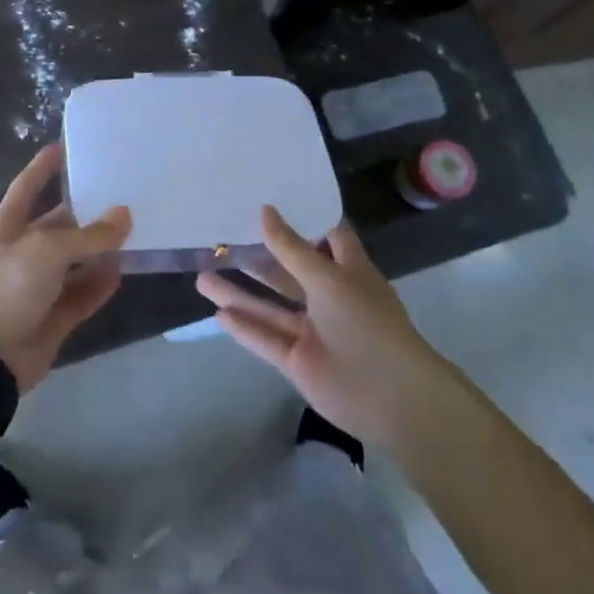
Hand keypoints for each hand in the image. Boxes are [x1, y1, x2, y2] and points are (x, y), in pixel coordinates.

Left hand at [0, 144, 131, 392]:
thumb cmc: (9, 288)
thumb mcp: (48, 250)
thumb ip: (89, 234)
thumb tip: (125, 214)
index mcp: (9, 228)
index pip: (26, 188)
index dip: (42, 168)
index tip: (63, 147)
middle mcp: (23, 253)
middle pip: (59, 225)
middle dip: (85, 212)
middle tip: (121, 194)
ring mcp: (39, 287)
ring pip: (75, 261)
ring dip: (99, 250)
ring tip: (133, 231)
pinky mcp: (53, 316)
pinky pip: (82, 294)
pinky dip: (100, 285)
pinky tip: (123, 272)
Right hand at [195, 206, 451, 444]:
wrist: (391, 396)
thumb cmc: (366, 322)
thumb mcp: (328, 278)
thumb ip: (292, 248)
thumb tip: (265, 211)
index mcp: (347, 271)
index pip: (326, 235)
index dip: (302, 217)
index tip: (271, 197)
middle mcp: (329, 297)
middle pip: (287, 271)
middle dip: (257, 257)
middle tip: (222, 237)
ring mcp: (312, 331)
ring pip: (270, 307)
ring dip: (238, 293)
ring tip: (202, 276)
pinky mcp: (299, 361)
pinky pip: (266, 339)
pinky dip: (244, 328)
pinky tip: (217, 314)